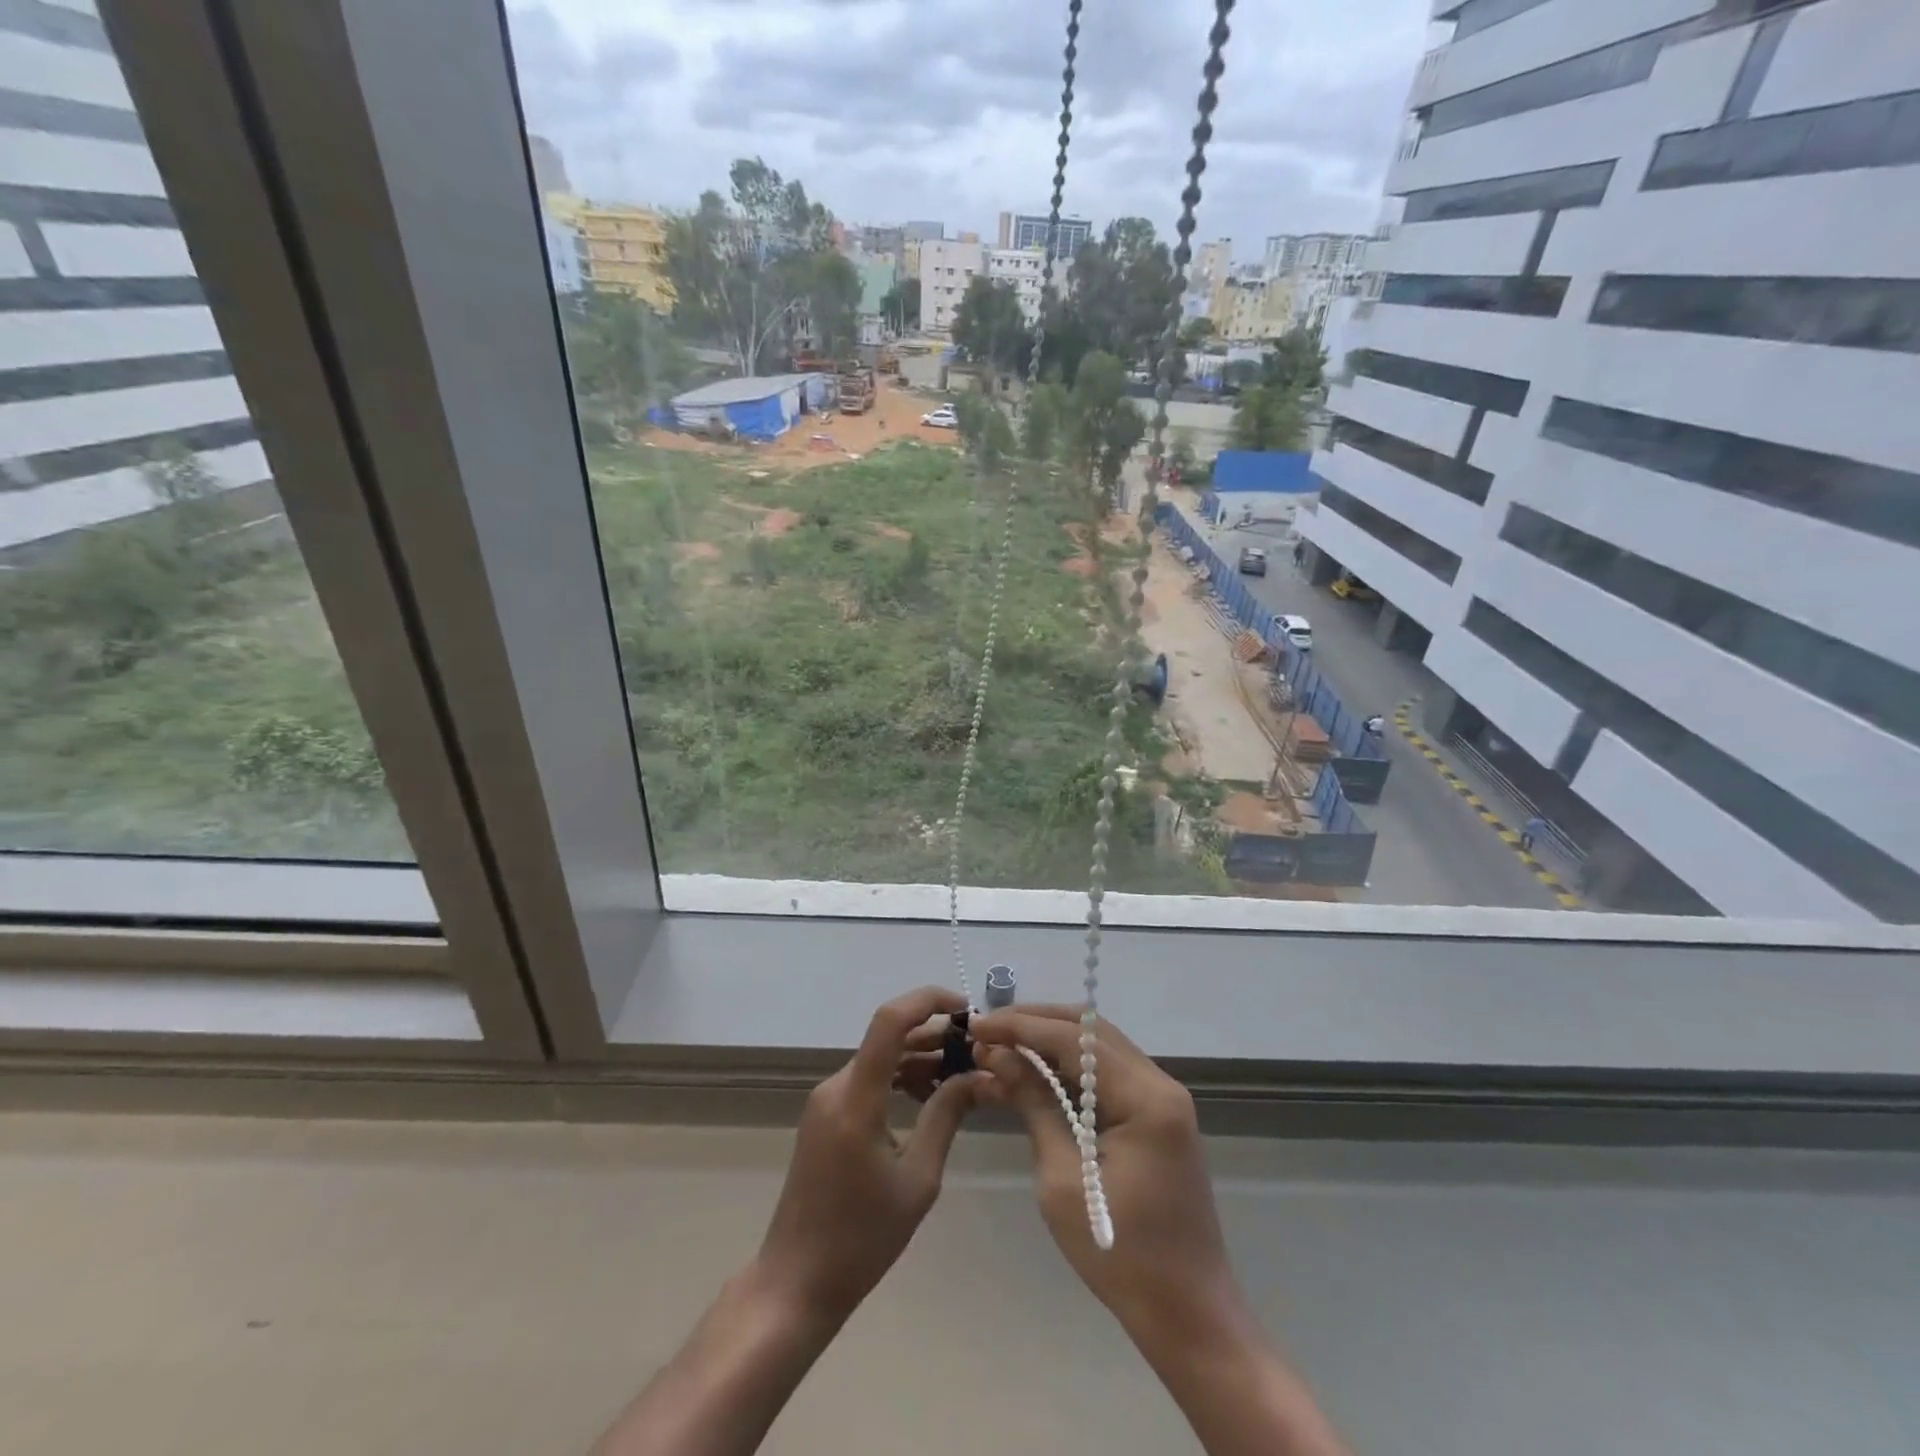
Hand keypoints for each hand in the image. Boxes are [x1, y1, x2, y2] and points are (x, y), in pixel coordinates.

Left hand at [753, 986, 983, 1326]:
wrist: (797, 1282)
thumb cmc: (861, 1239)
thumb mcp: (917, 1180)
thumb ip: (946, 1118)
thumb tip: (978, 1077)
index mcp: (856, 1099)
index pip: (890, 1021)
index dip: (928, 1001)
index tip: (967, 1009)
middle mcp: (836, 1086)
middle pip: (889, 1038)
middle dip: (935, 1034)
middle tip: (977, 1051)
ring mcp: (826, 1100)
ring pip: (880, 1058)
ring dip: (919, 1057)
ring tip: (962, 1073)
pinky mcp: (825, 1115)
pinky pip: (868, 1079)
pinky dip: (900, 1077)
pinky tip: (930, 1095)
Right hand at [970, 1007, 1245, 1348]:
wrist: (1190, 1315)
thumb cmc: (1121, 1256)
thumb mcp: (1064, 1181)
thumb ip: (1035, 1106)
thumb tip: (998, 1056)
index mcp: (1146, 1097)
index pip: (1074, 1039)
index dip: (1021, 1027)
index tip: (977, 1026)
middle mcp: (1160, 1083)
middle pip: (1090, 1030)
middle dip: (1035, 1022)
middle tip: (988, 1031)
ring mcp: (1163, 1097)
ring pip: (1099, 1045)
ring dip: (1051, 1039)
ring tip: (1003, 1044)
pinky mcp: (1157, 1114)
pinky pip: (1108, 1071)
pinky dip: (1070, 1064)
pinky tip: (1036, 1070)